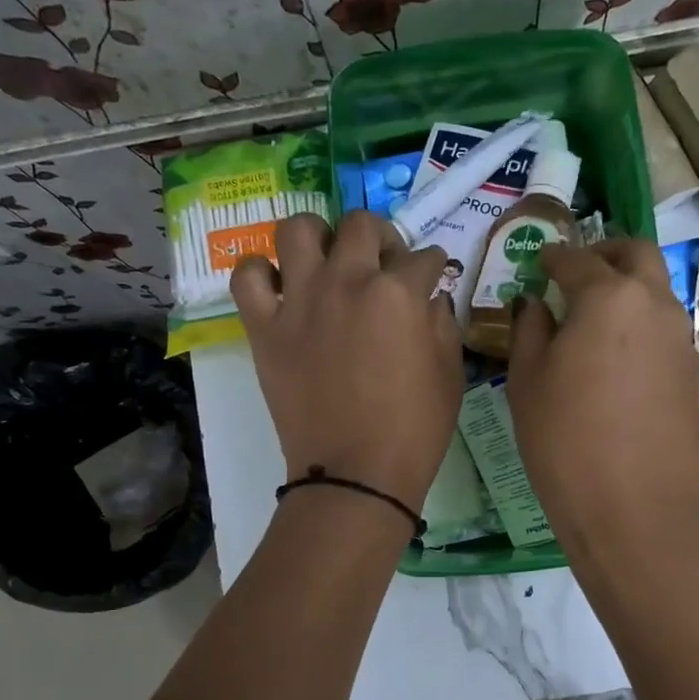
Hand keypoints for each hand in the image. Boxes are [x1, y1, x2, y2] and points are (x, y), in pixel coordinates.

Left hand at [231, 209, 462, 512]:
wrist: (356, 475)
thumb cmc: (414, 430)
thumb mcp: (450, 374)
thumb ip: (442, 323)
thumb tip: (430, 298)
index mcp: (399, 293)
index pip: (423, 257)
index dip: (432, 266)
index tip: (430, 278)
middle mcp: (347, 282)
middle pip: (360, 224)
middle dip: (381, 238)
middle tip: (382, 264)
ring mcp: (300, 301)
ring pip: (298, 229)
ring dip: (318, 237)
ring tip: (327, 263)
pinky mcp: (265, 327)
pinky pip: (248, 276)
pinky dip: (263, 274)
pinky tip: (281, 289)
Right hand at [508, 239, 698, 560]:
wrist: (632, 510)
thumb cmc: (565, 441)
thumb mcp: (527, 382)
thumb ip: (530, 330)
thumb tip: (536, 304)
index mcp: (609, 298)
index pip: (577, 260)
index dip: (553, 257)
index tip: (539, 260)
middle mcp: (654, 305)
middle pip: (635, 254)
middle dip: (605, 253)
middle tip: (576, 272)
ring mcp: (681, 340)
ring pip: (656, 291)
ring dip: (627, 288)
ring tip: (592, 318)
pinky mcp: (692, 374)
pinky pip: (664, 329)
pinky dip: (639, 324)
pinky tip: (615, 357)